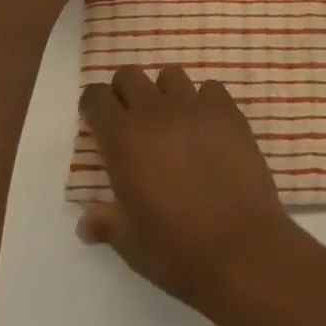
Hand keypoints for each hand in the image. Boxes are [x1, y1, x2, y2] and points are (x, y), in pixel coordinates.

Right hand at [77, 65, 305, 312]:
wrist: (240, 248)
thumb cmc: (176, 250)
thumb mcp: (130, 243)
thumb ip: (106, 223)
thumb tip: (85, 224)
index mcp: (123, 140)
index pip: (97, 98)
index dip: (94, 105)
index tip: (98, 120)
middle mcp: (155, 113)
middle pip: (130, 75)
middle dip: (126, 91)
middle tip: (133, 120)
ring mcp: (195, 107)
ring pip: (171, 75)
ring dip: (165, 92)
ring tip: (172, 121)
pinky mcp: (228, 111)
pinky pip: (210, 88)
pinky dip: (204, 101)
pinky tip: (208, 127)